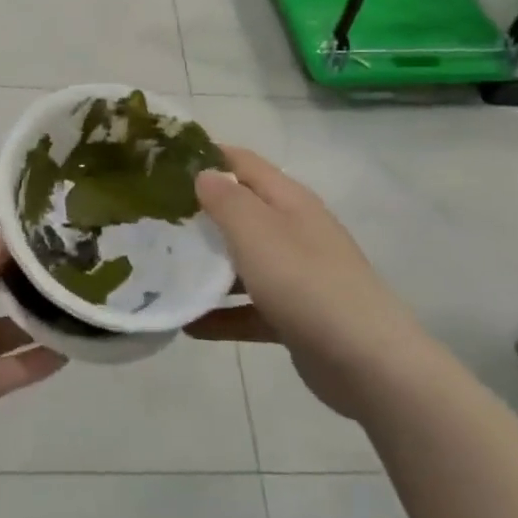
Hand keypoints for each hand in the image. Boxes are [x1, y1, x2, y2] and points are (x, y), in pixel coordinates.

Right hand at [185, 147, 409, 419]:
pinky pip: (249, 307)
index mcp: (288, 200)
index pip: (242, 162)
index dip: (205, 155)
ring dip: (206, 265)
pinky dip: (222, 313)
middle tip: (151, 219)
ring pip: (242, 261)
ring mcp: (296, 274)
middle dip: (199, 213)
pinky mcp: (295, 316)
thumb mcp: (257, 232)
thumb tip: (204, 173)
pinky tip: (188, 325)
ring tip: (161, 269)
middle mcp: (293, 230)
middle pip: (240, 211)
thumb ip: (226, 199)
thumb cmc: (305, 283)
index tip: (162, 163)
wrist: (366, 362)